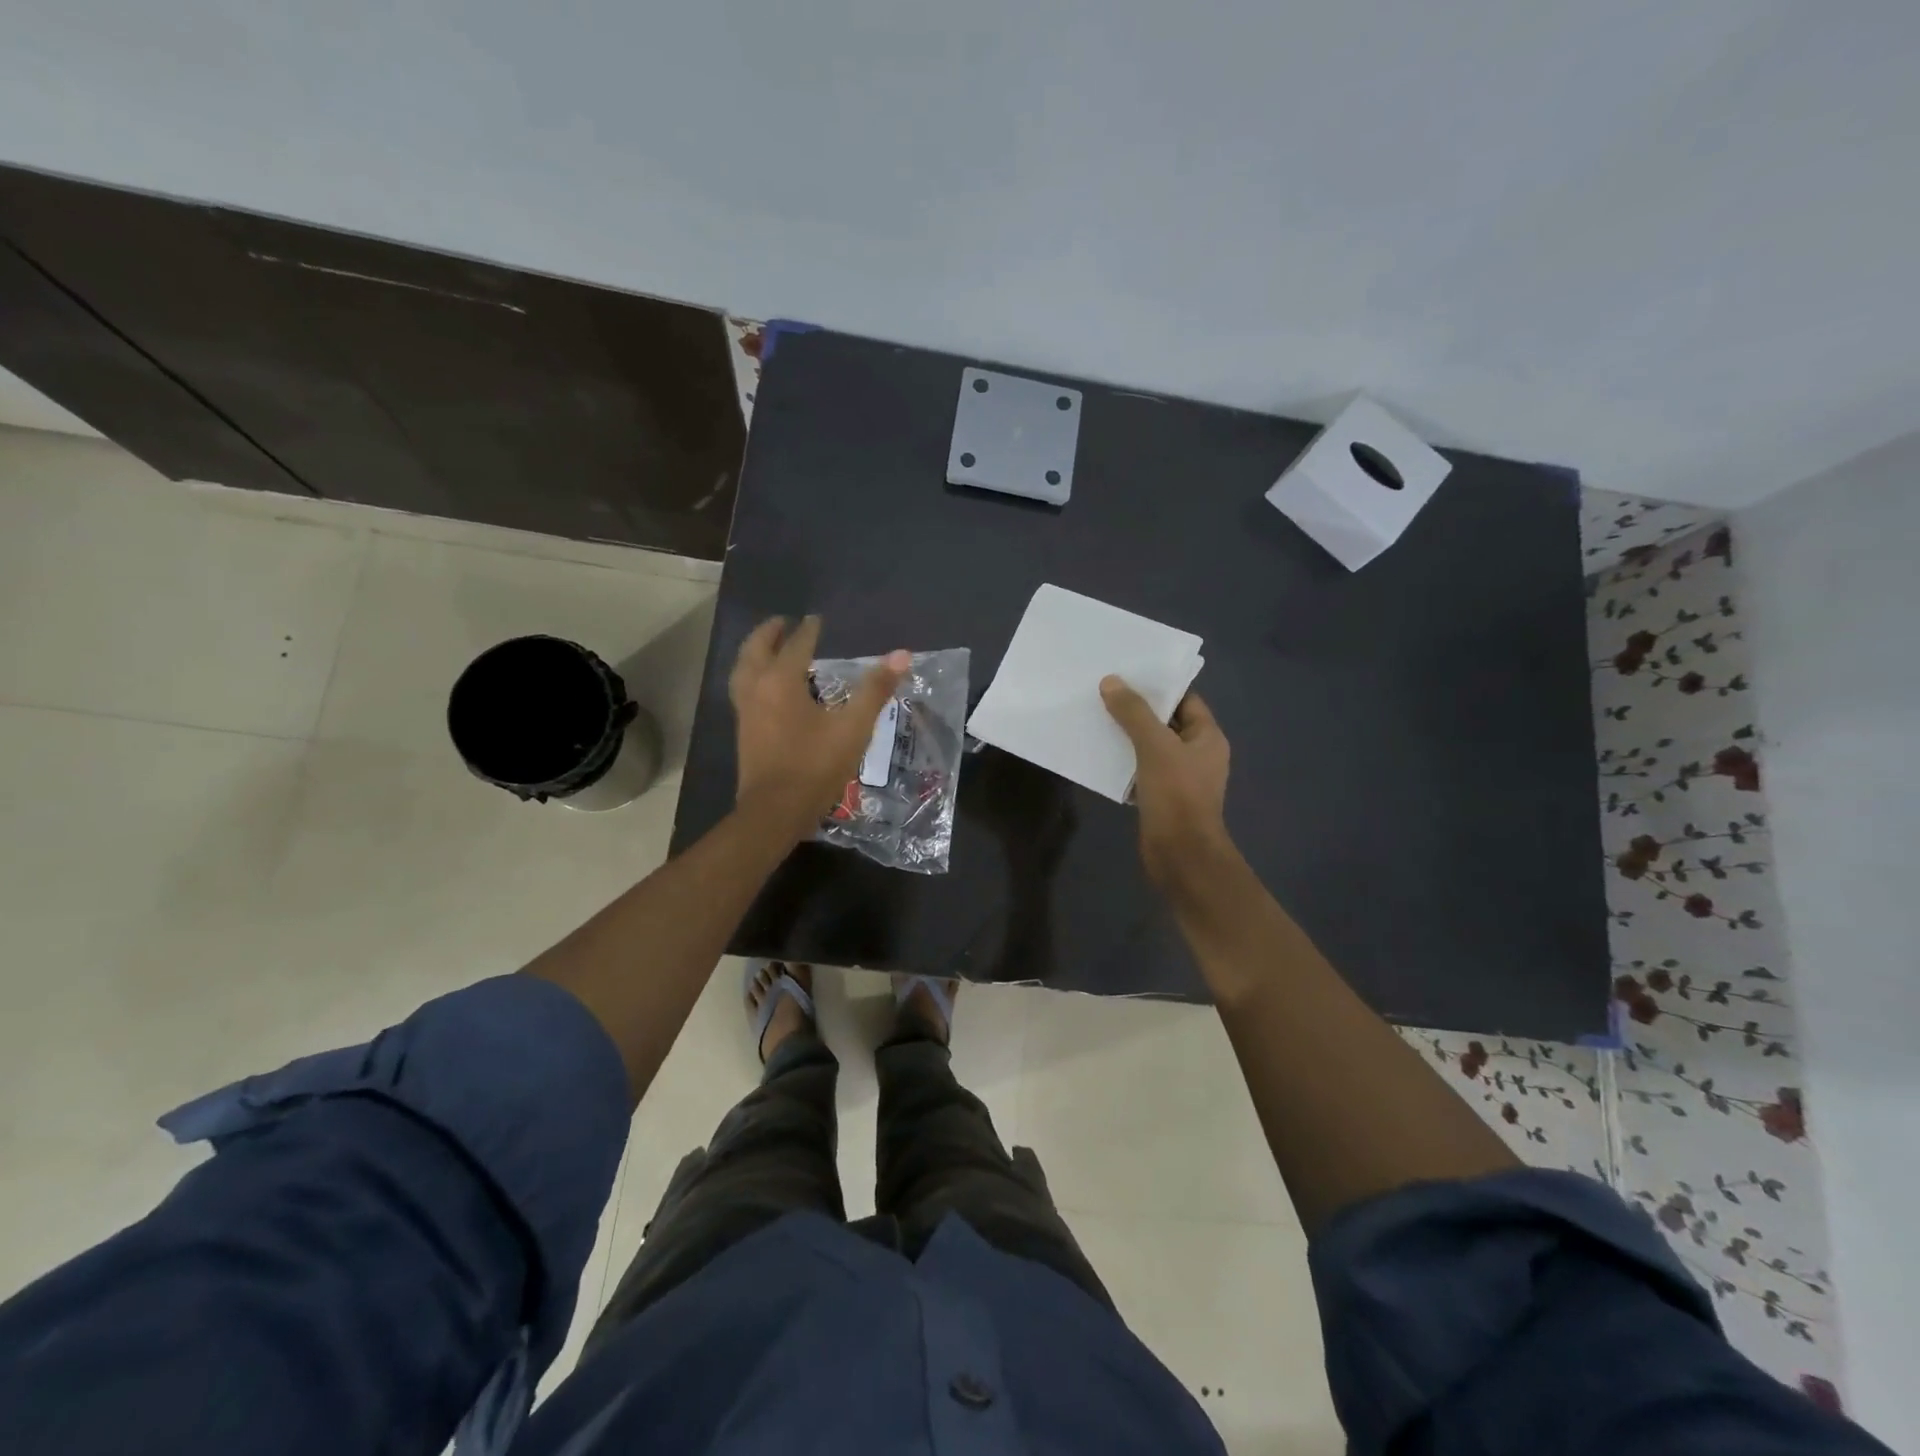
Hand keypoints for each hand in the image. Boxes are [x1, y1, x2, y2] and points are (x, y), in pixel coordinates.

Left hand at [730, 615, 909, 838]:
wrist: (776, 810)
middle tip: (783, 622)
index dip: (809, 631)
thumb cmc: (815, 766)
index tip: (816, 619)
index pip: (796, 645)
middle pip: (756, 649)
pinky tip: (765, 686)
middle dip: (770, 633)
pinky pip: (742, 688)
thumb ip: (875, 690)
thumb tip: (902, 655)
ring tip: (768, 648)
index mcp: (781, 681)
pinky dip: (751, 674)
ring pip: (743, 669)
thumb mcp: (853, 728)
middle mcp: (756, 688)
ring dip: (754, 652)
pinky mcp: (743, 730)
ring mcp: (745, 710)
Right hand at [1100, 677, 1232, 888]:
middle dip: (1137, 710)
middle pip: (1166, 722)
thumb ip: (1134, 713)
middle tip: (1104, 692)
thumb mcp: (1154, 746)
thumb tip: (1111, 681)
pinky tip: (1099, 755)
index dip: (1159, 686)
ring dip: (1127, 736)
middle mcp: (1197, 754)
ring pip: (1150, 747)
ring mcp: (1180, 778)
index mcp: (1207, 737)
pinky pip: (1141, 770)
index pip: (1185, 699)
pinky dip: (1124, 762)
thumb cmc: (1177, 795)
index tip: (1127, 673)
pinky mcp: (1161, 798)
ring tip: (1096, 718)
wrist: (1181, 855)